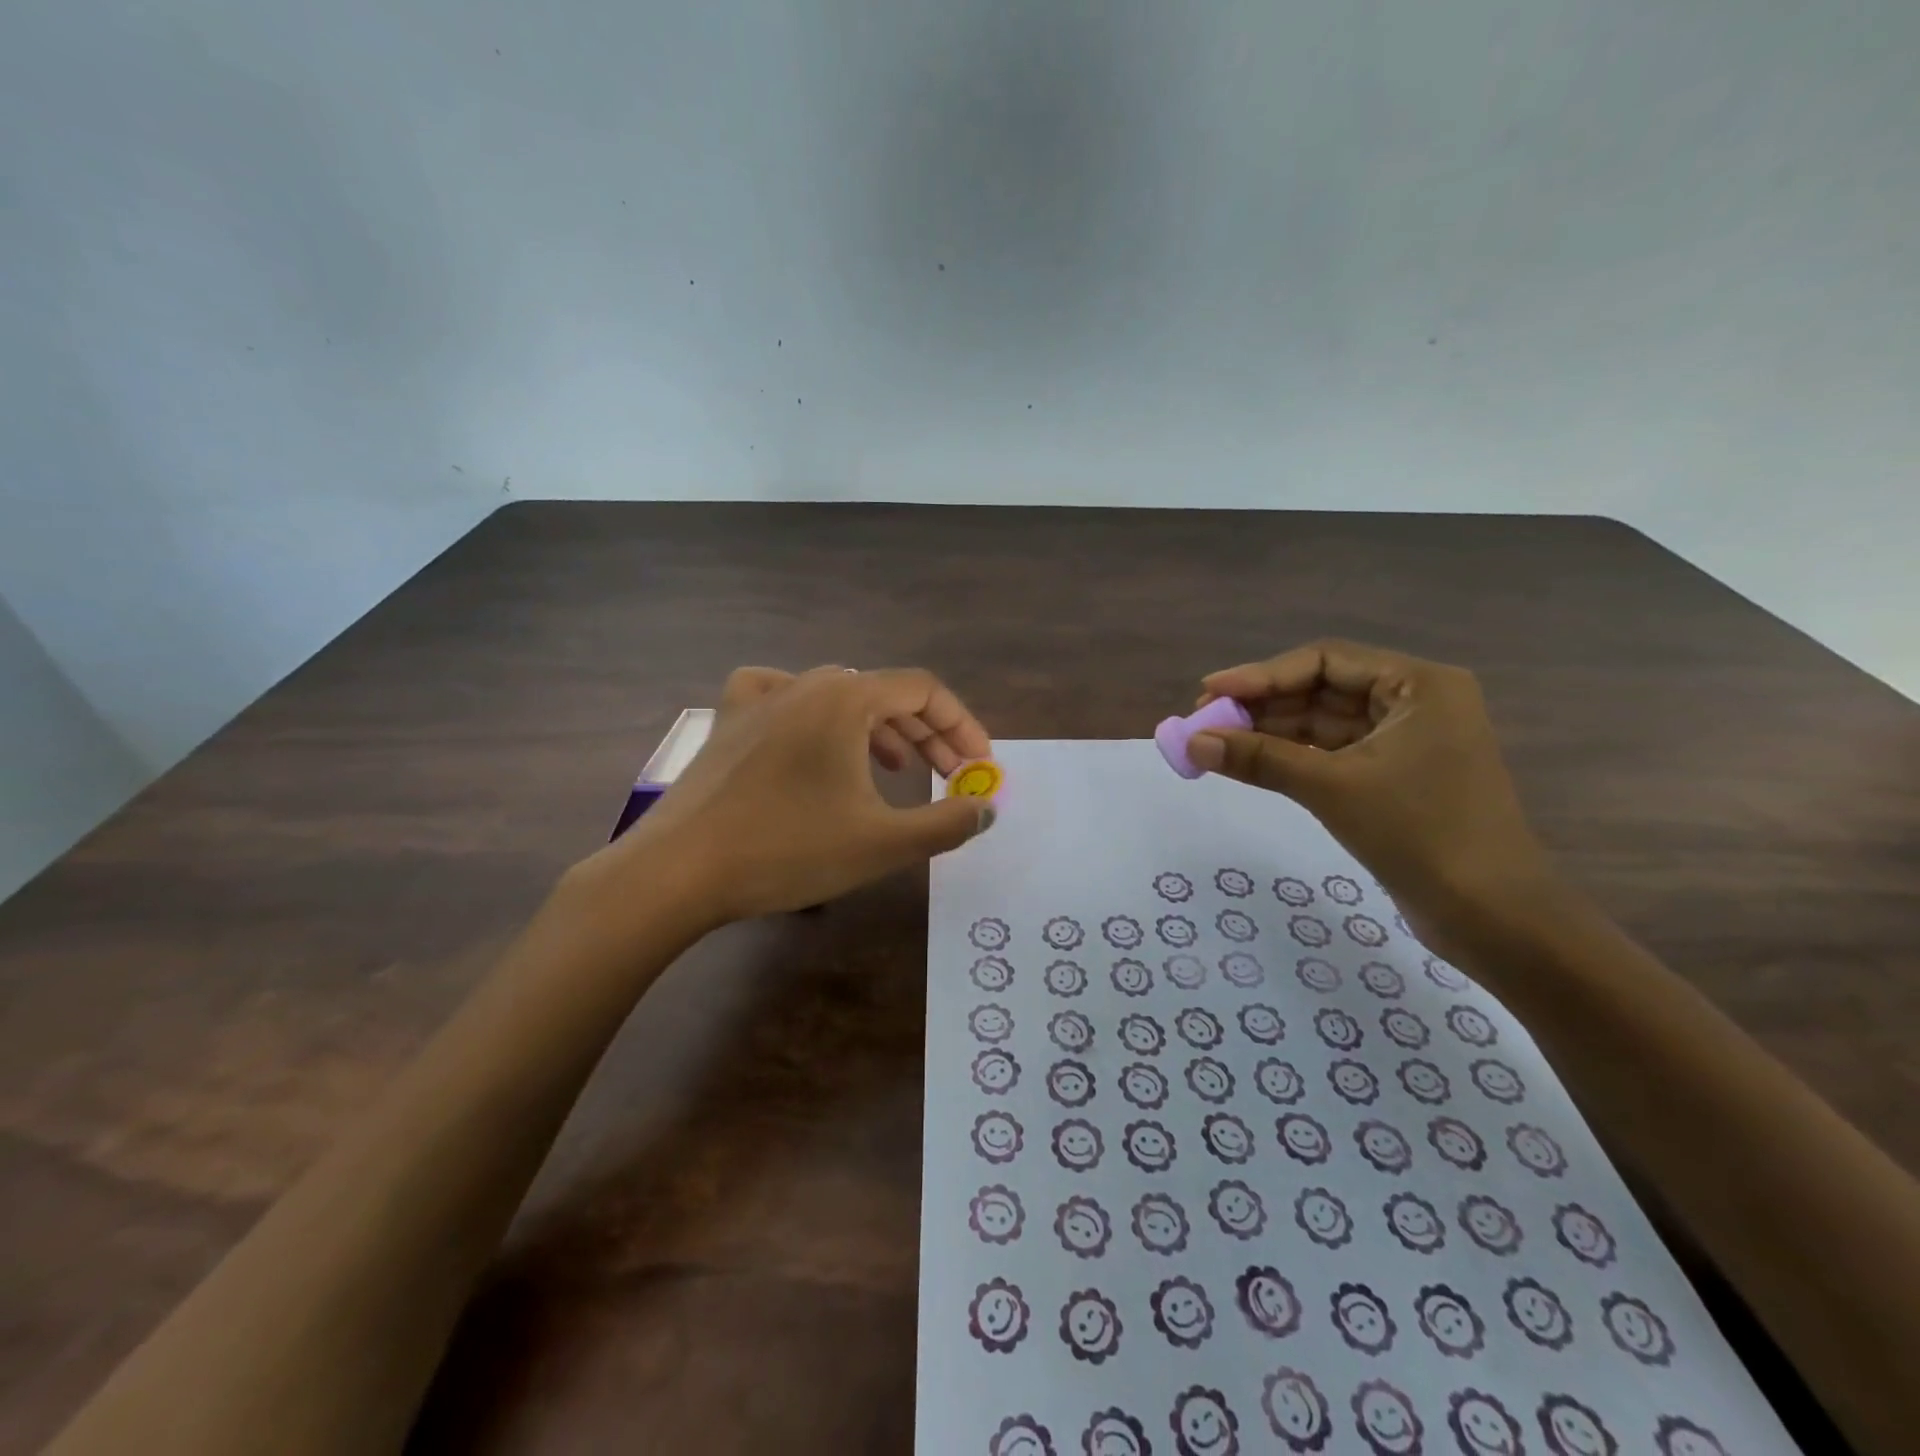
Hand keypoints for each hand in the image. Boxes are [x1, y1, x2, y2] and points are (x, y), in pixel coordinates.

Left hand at [589, 665, 994, 926]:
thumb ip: (946, 823)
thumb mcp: (882, 843)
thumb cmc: (788, 851)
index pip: (924, 690)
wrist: (678, 872)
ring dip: (879, 729)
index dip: (961, 725)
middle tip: (949, 776)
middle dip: (927, 734)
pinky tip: (810, 734)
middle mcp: (806, 685)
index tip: (978, 766)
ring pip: (838, 697)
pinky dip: (810, 711)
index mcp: (846, 700)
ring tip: (898, 770)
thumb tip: (986, 808)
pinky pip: (779, 696)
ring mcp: (761, 700)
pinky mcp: (728, 722)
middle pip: (884, 694)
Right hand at [1186, 640, 1557, 944]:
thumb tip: (1192, 743)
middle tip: (1204, 722)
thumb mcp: (1332, 788)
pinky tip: (1249, 762)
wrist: (1492, 917)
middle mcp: (1415, 702)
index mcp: (1418, 685)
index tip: (1208, 691)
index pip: (1324, 661)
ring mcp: (1406, 740)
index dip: (1260, 674)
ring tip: (1215, 743)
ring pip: (1322, 722)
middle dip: (1261, 705)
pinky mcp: (1395, 776)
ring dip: (1270, 732)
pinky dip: (1290, 756)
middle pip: (1321, 688)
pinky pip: (1331, 752)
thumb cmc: (1420, 835)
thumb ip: (1259, 758)